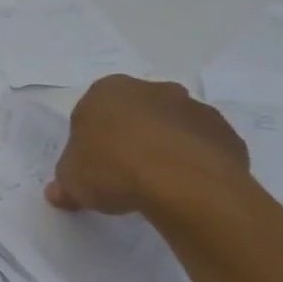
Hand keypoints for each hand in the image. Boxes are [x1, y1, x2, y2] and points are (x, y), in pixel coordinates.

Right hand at [46, 75, 251, 219]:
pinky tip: (188, 188)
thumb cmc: (113, 168)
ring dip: (166, 148)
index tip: (94, 167)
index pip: (93, 112)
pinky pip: (203, 147)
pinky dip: (196, 162)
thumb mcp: (72, 181)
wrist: (181, 181)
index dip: (92, 141)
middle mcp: (151, 89)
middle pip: (136, 113)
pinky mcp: (223, 132)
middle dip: (132, 137)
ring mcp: (192, 108)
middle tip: (125, 174)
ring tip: (159, 186)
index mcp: (107, 90)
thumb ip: (66, 183)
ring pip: (173, 127)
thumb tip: (59, 192)